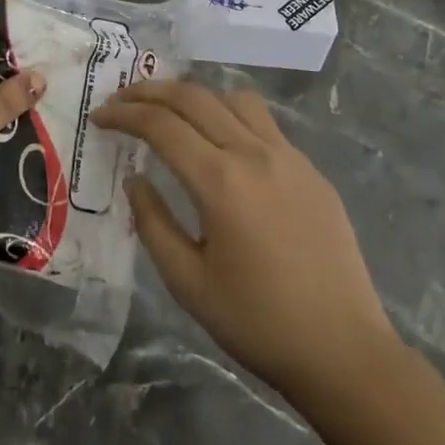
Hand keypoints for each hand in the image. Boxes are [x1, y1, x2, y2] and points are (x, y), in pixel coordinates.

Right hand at [96, 81, 398, 405]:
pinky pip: (263, 122)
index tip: (100, 118)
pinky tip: (221, 143)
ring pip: (233, 98)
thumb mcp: (188, 283)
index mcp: (220, 182)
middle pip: (194, 97)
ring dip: (194, 96)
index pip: (161, 125)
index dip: (124, 115)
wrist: (345, 353)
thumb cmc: (258, 324)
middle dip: (150, 92)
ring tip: (172, 113)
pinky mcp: (311, 169)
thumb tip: (135, 179)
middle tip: (122, 101)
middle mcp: (254, 154)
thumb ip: (153, 223)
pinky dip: (229, 115)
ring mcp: (288, 157)